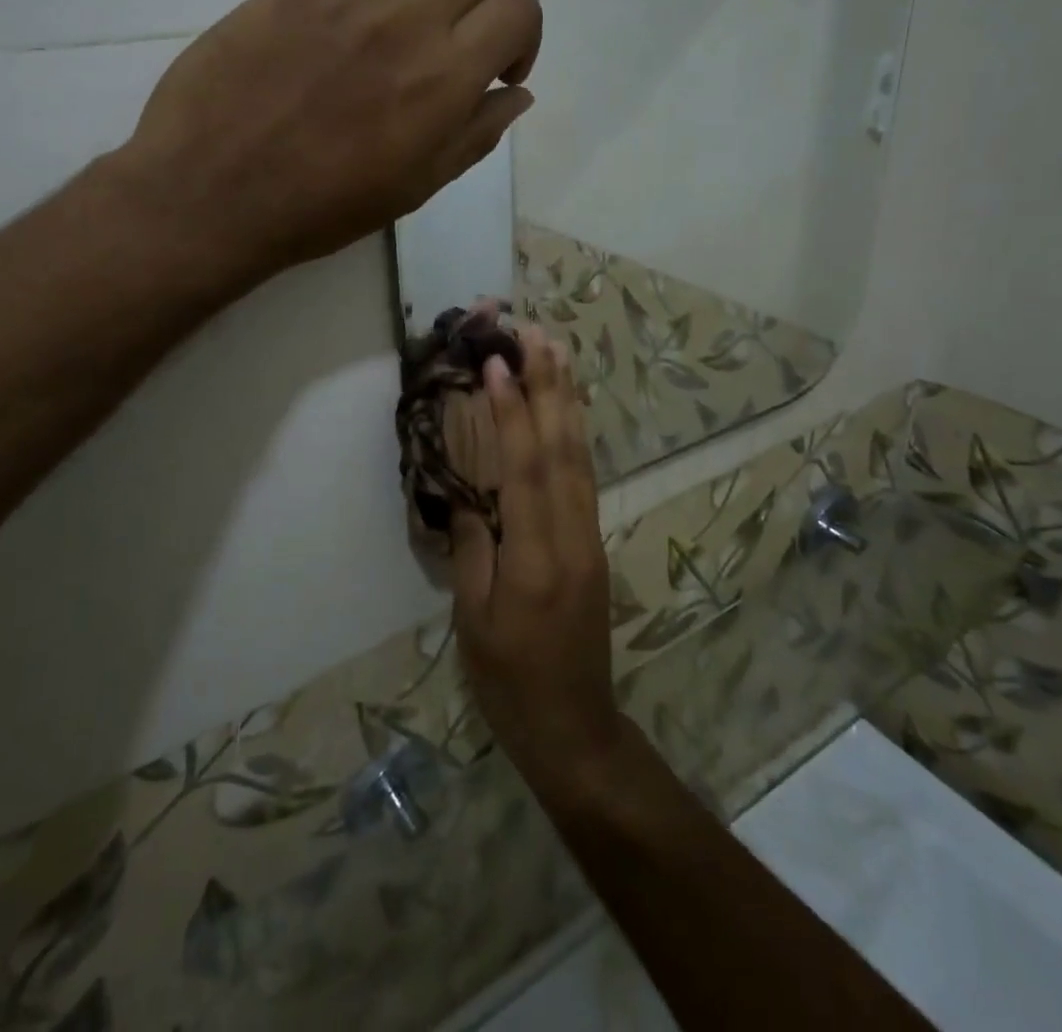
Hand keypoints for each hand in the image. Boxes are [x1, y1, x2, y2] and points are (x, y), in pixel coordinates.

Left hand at [110, 0, 540, 287]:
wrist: (214, 195)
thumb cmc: (321, 208)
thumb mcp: (414, 189)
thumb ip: (475, 136)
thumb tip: (516, 93)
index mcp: (445, 80)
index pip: (519, 8)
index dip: (521, 37)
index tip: (495, 70)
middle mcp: (408, 21)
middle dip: (479, 4)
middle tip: (448, 43)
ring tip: (406, 5)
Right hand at [450, 327, 628, 799]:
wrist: (575, 728)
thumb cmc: (510, 683)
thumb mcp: (474, 621)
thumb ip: (473, 548)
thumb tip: (468, 492)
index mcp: (536, 558)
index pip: (524, 470)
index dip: (512, 413)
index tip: (499, 363)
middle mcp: (572, 536)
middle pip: (562, 449)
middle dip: (549, 386)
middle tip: (536, 333)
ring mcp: (589, 538)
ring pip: (581, 457)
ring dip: (567, 401)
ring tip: (557, 353)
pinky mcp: (593, 544)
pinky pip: (584, 477)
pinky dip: (575, 435)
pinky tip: (567, 411)